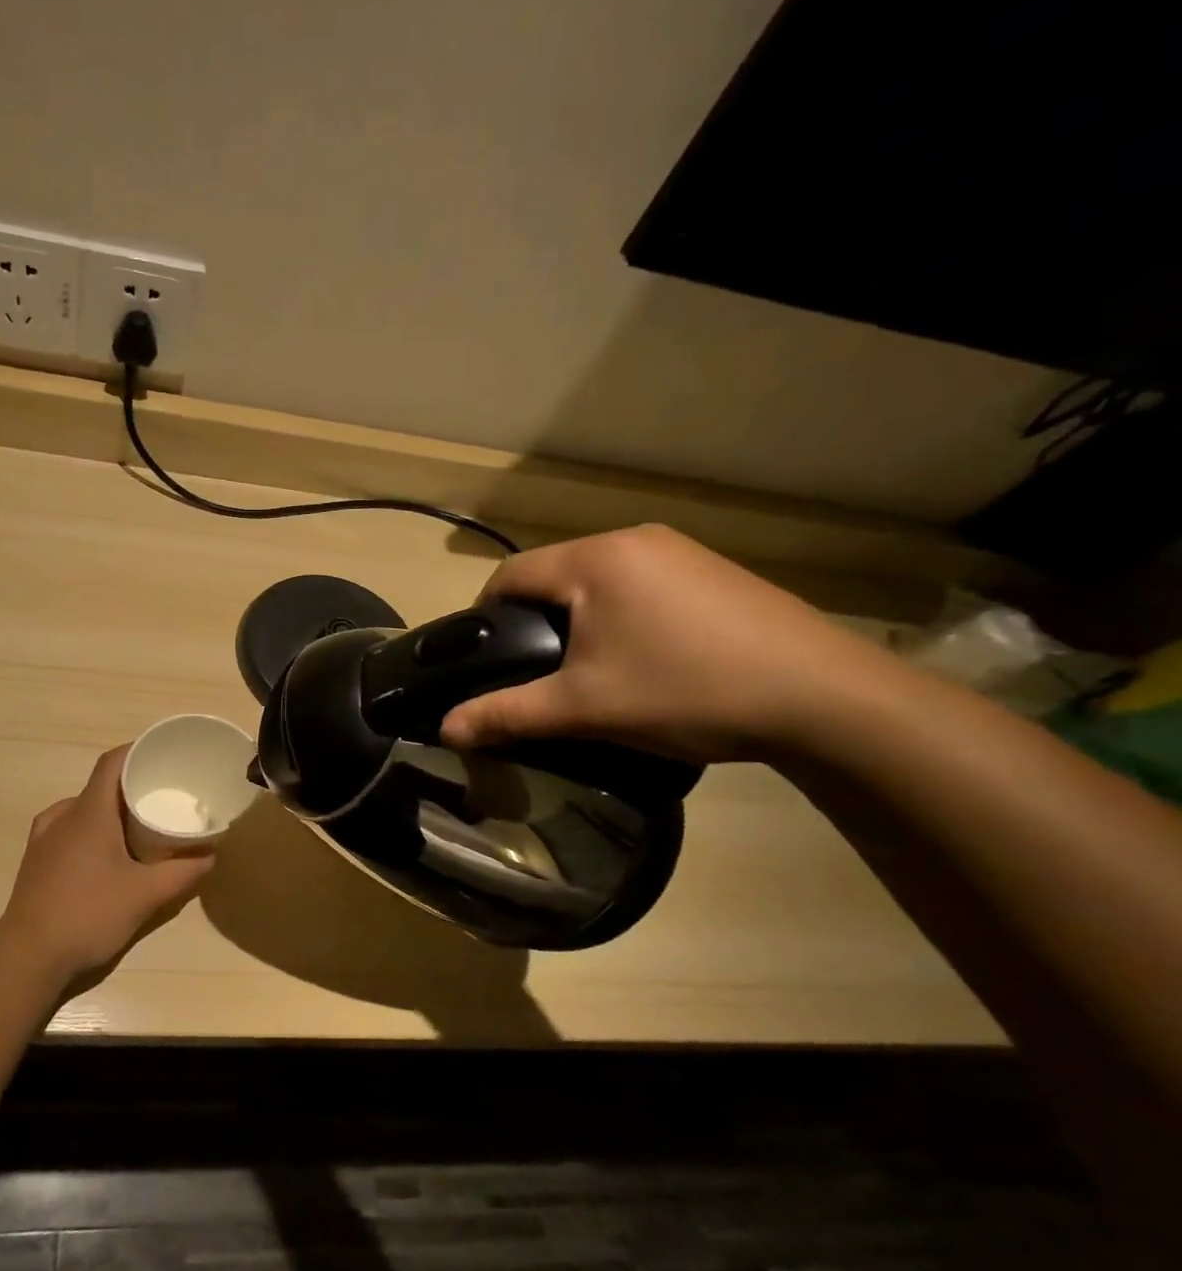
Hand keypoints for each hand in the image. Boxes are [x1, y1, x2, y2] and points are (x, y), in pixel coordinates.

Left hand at [0, 745, 214, 983]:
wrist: (27, 957)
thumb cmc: (88, 915)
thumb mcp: (146, 895)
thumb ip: (183, 873)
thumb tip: (211, 855)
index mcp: (88, 812)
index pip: (112, 762)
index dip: (138, 751)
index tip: (165, 756)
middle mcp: (62, 816)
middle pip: (101, 786)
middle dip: (133, 787)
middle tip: (165, 798)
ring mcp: (44, 838)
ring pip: (84, 809)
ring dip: (112, 812)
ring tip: (141, 828)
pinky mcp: (37, 861)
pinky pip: (70, 830)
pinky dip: (94, 831)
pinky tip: (109, 856)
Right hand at [440, 525, 894, 762]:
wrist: (825, 699)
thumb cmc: (687, 692)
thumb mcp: (585, 708)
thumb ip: (508, 714)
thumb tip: (445, 730)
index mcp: (595, 560)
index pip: (510, 573)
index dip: (483, 615)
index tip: (484, 660)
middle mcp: (634, 540)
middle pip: (552, 574)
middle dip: (531, 619)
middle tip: (533, 673)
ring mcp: (680, 551)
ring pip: (596, 580)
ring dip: (576, 617)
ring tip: (585, 669)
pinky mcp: (712, 571)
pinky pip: (638, 584)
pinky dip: (618, 614)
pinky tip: (641, 657)